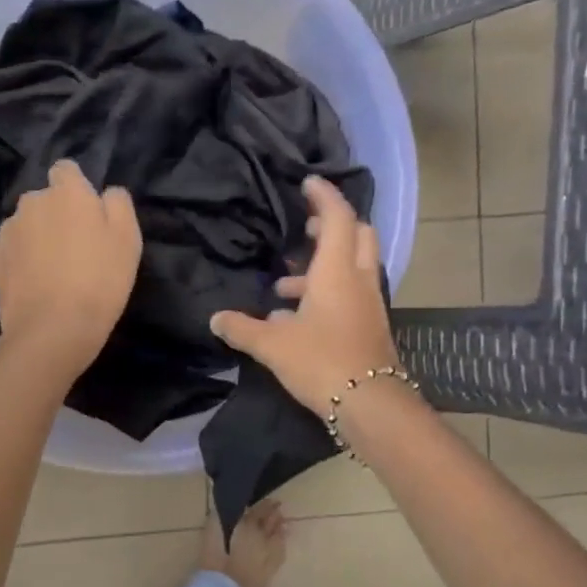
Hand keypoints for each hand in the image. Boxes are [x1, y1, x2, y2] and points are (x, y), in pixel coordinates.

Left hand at [0, 159, 142, 379]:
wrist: (57, 327)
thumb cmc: (101, 281)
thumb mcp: (128, 238)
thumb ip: (118, 204)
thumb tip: (105, 192)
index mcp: (67, 192)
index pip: (68, 171)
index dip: (79, 190)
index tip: (90, 214)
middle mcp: (32, 202)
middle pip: (45, 198)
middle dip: (58, 214)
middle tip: (79, 248)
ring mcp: (8, 231)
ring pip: (23, 222)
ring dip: (33, 233)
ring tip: (50, 265)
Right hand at [209, 175, 398, 411]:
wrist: (370, 404)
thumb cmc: (322, 361)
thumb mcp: (273, 345)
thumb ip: (242, 329)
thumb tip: (216, 319)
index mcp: (337, 271)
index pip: (338, 217)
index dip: (324, 196)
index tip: (308, 183)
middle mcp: (358, 279)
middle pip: (357, 235)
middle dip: (332, 226)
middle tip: (303, 228)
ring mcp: (368, 303)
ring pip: (352, 266)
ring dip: (324, 265)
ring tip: (285, 283)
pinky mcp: (369, 325)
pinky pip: (350, 293)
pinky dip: (328, 292)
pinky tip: (297, 318)